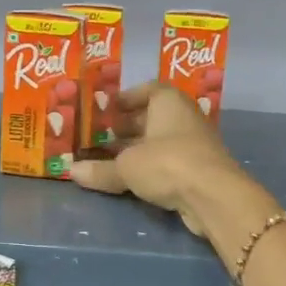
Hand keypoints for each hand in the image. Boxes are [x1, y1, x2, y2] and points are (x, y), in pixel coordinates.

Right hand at [70, 83, 260, 238]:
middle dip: (125, 127)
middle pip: (151, 117)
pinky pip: (167, 163)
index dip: (126, 98)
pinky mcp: (197, 170)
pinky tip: (129, 179)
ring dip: (135, 150)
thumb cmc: (167, 163)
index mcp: (168, 102)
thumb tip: (72, 171)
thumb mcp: (126, 166)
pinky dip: (149, 167)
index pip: (148, 89)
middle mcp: (183, 117)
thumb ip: (99, 169)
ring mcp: (193, 144)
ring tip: (106, 160)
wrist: (213, 196)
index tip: (106, 110)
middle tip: (98, 137)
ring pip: (158, 142)